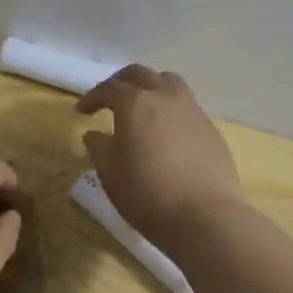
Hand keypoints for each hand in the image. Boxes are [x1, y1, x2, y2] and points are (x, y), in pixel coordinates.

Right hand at [77, 65, 242, 246]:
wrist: (205, 217)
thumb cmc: (147, 194)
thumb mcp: (111, 174)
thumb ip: (99, 148)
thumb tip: (94, 135)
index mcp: (136, 103)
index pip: (109, 88)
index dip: (92, 97)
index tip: (81, 111)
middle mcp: (165, 96)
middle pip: (140, 74)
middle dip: (121, 83)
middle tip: (109, 99)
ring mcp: (192, 110)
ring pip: (169, 83)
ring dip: (150, 87)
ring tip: (142, 108)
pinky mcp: (211, 129)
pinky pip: (186, 106)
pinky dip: (170, 109)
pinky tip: (166, 133)